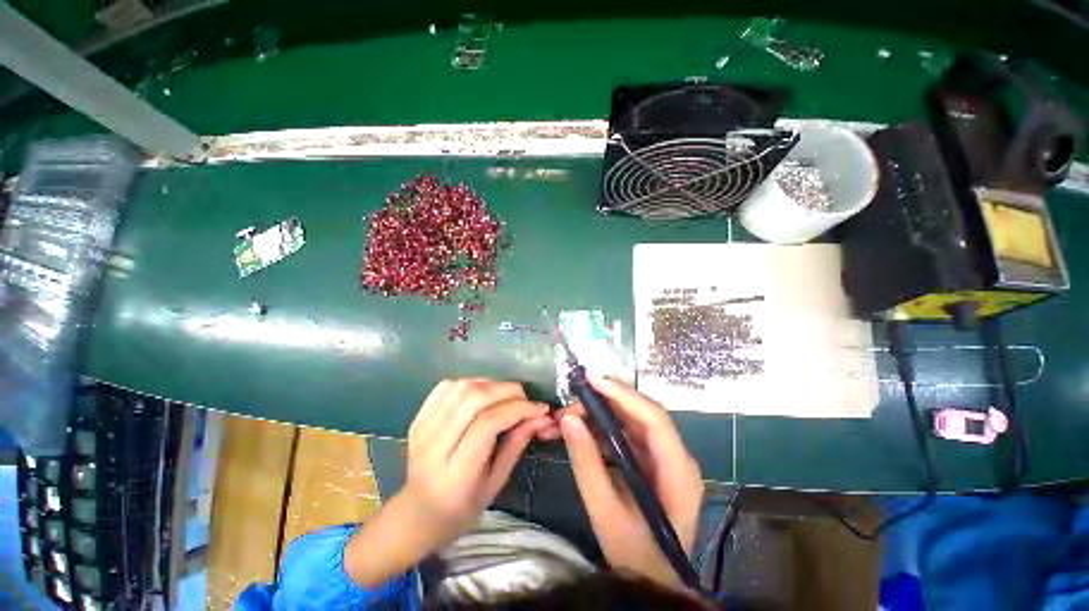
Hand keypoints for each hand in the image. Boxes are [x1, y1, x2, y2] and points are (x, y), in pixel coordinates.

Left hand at [403, 378, 551, 544]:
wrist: (419, 510)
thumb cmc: (463, 505)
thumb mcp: (496, 481)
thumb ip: (517, 443)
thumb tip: (541, 416)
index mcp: (455, 471)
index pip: (488, 423)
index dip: (518, 409)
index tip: (540, 408)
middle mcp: (435, 444)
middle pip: (474, 398)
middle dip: (507, 391)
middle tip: (526, 399)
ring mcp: (423, 426)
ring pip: (462, 387)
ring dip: (491, 384)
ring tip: (507, 396)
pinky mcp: (418, 416)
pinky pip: (448, 386)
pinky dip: (471, 383)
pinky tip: (483, 393)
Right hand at [560, 377, 703, 588]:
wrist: (652, 581)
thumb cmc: (634, 554)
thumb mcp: (604, 511)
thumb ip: (586, 463)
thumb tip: (568, 419)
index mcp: (678, 471)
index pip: (654, 418)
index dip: (623, 394)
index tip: (592, 380)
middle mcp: (677, 456)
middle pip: (643, 414)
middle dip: (607, 401)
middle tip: (573, 399)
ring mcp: (665, 458)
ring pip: (633, 420)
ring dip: (602, 412)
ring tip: (571, 413)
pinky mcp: (652, 461)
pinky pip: (628, 434)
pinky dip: (604, 427)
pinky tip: (583, 428)